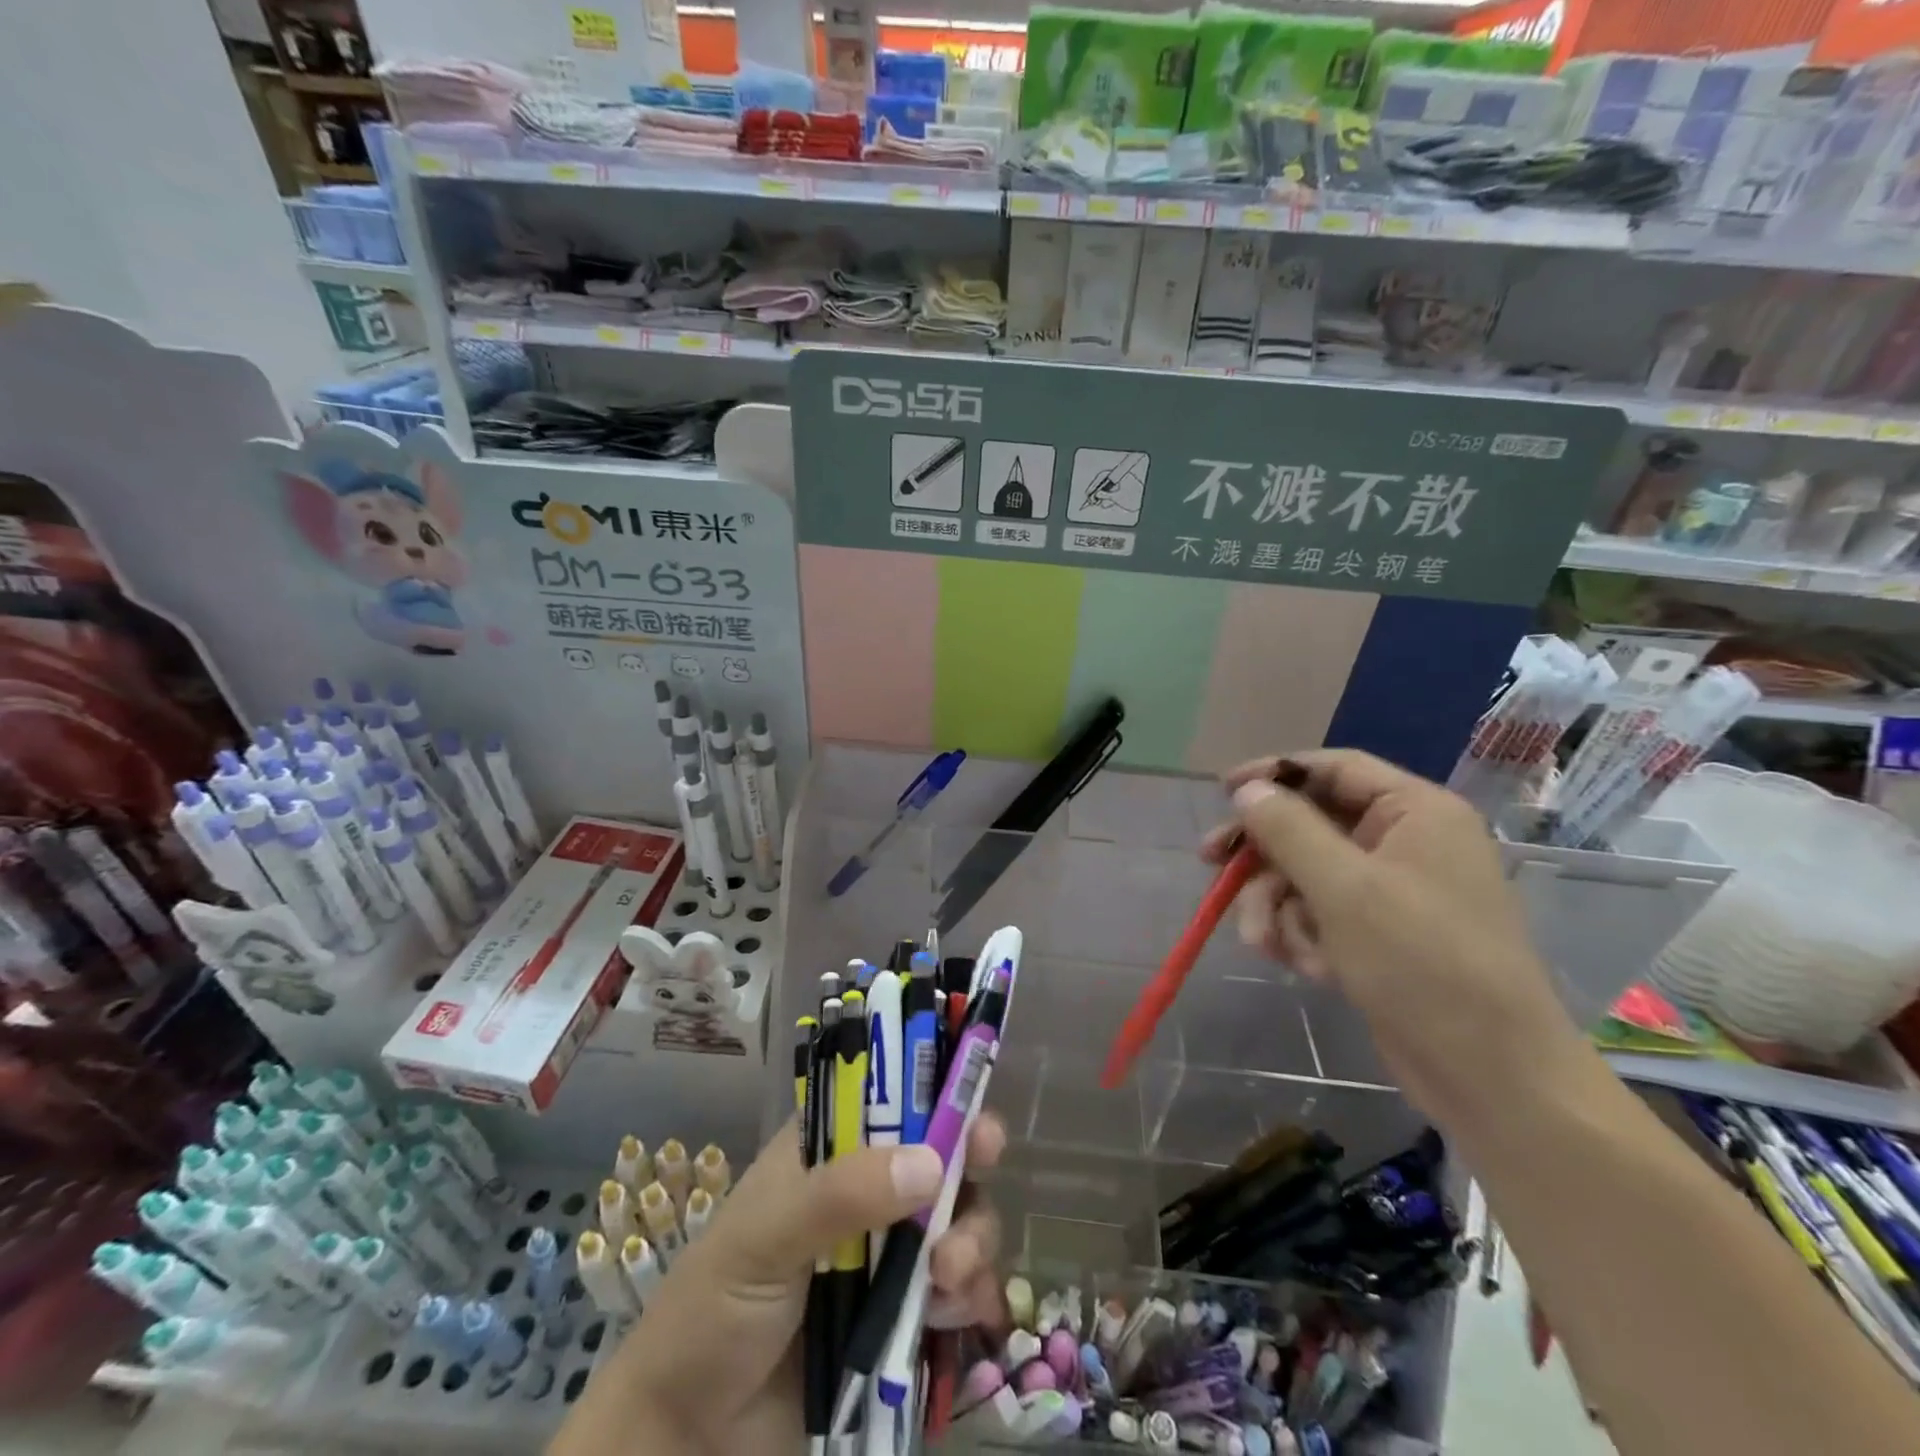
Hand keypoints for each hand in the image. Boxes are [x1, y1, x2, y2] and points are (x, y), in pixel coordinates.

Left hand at [552, 1114, 1005, 1455]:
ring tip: (951, 1274)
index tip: (971, 1107)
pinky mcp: (901, 1316)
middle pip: (937, 1155)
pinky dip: (970, 1292)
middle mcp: (864, 1191)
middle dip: (966, 1165)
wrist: (689, 1440)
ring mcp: (886, 1255)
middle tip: (983, 1170)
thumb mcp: (766, 1237)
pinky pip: (956, 1289)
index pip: (890, 1100)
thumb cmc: (714, 1311)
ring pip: (955, 1219)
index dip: (937, 1095)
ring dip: (970, 1236)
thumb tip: (931, 1163)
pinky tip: (960, 1310)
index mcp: (827, 1152)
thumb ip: (842, 1196)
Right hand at [1204, 749, 1580, 1128]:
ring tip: (1268, 945)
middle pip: (1312, 825)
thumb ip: (1288, 829)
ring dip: (1278, 907)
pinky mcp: (1381, 934)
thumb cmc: (1422, 963)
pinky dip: (1303, 935)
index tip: (1223, 792)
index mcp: (1416, 812)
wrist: (1490, 1076)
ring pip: (1307, 875)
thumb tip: (1248, 790)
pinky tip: (1308, 967)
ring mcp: (1394, 891)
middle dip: (1265, 856)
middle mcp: (1406, 842)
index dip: (1275, 774)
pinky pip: (1321, 913)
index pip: (1334, 769)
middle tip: (1212, 865)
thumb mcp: (1344, 888)